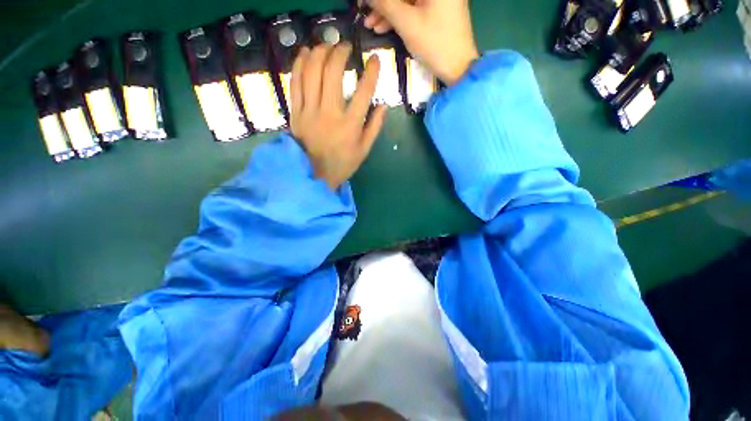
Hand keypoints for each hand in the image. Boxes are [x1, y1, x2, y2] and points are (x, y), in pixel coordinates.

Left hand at [290, 42, 385, 189]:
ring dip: (320, 53)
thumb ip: (375, 127)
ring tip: (327, 46)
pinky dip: (300, 65)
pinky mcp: (296, 113)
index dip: (371, 73)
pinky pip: (295, 83)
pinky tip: (306, 54)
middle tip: (345, 47)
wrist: (317, 174)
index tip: (374, 60)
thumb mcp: (364, 149)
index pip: (364, 92)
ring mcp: (310, 112)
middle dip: (340, 52)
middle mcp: (330, 114)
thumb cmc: (343, 163)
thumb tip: (383, 106)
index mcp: (350, 126)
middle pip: (333, 73)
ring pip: (311, 73)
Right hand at [364, 0, 479, 85]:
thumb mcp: (407, 24)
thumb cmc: (435, 44)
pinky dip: (399, 16)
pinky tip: (383, 27)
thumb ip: (385, 4)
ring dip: (387, 11)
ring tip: (371, 25)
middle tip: (365, 13)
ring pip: (406, 0)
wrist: (458, 67)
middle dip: (383, 3)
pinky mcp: (437, 8)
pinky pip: (413, 8)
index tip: (363, 2)